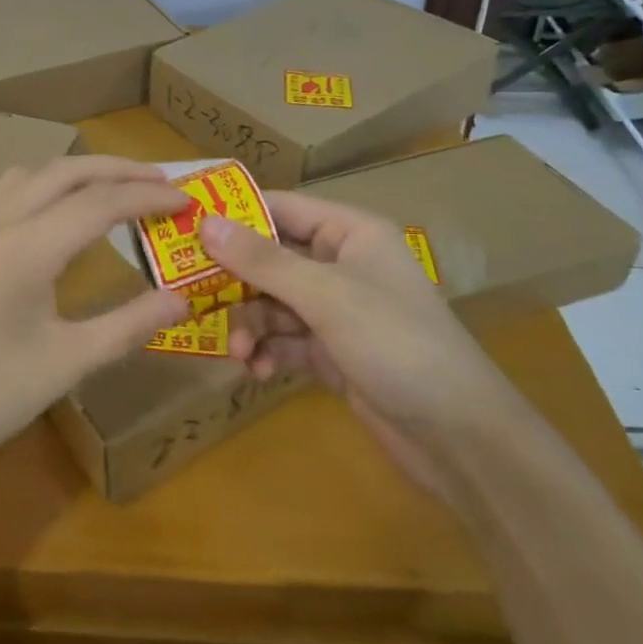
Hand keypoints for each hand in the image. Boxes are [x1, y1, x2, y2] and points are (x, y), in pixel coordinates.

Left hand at [0, 157, 189, 486]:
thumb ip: (128, 325)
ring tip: (112, 192)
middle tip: (162, 182)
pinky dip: (42, 186)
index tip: (187, 200)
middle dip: (119, 170)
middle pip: (67, 171)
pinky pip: (3, 190)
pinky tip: (51, 216)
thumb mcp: (66, 365)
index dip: (149, 196)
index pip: (102, 202)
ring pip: (32, 174)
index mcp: (28, 247)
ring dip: (77, 173)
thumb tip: (182, 298)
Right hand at [200, 193, 515, 489]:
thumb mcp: (326, 296)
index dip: (234, 214)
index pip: (281, 207)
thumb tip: (206, 223)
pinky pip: (284, 339)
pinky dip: (267, 351)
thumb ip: (263, 261)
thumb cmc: (396, 343)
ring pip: (273, 303)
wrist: (458, 436)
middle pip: (271, 258)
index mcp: (350, 233)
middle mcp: (341, 264)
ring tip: (239, 353)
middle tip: (193, 296)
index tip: (184, 225)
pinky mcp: (332, 351)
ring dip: (250, 325)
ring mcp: (337, 310)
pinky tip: (256, 371)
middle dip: (236, 282)